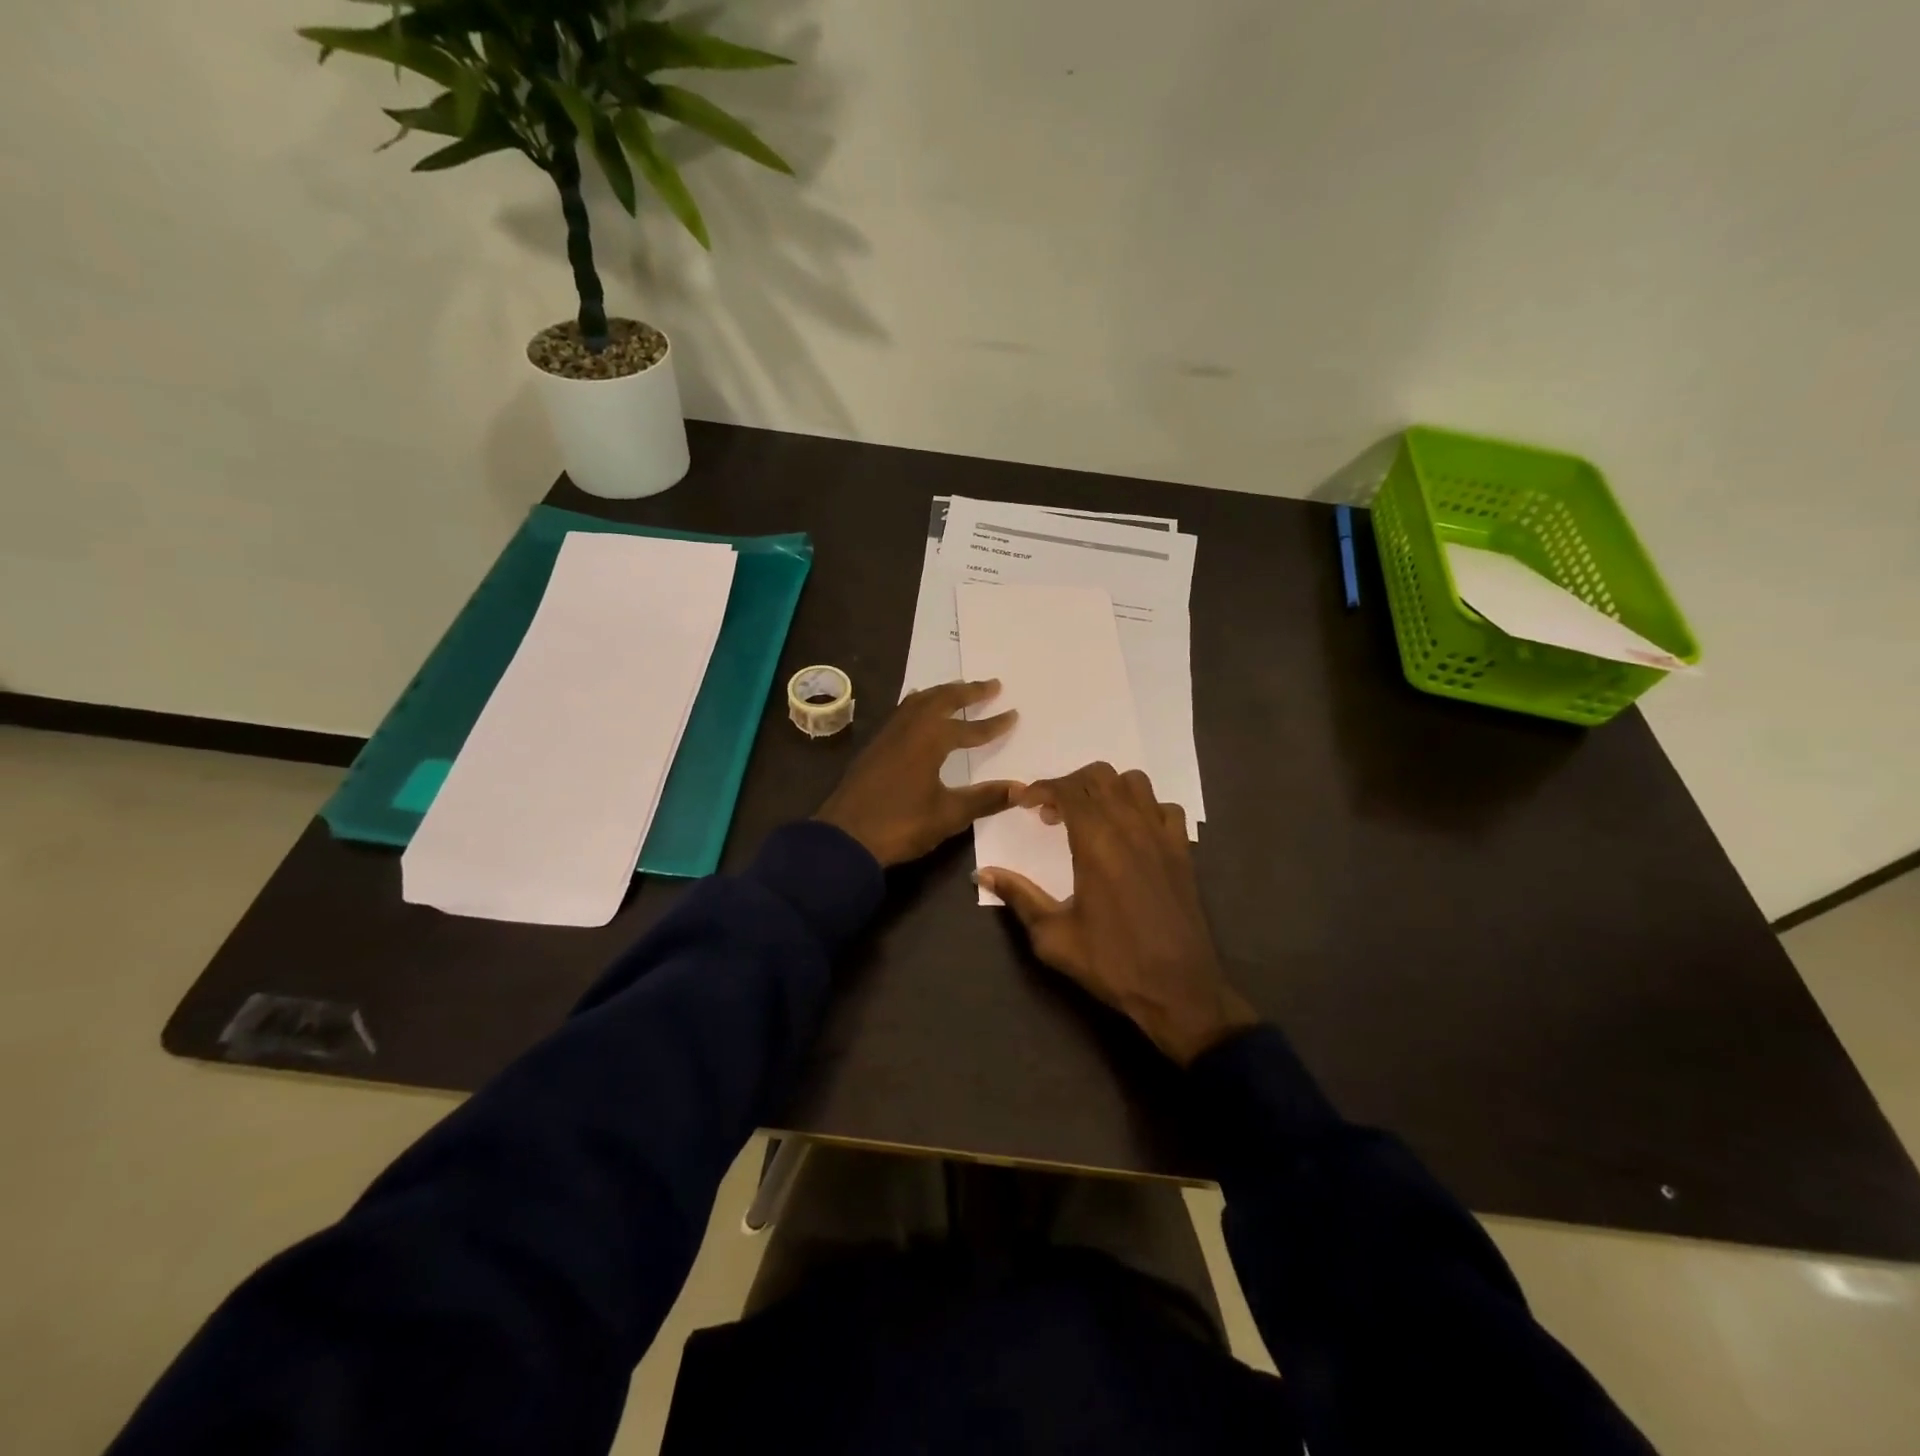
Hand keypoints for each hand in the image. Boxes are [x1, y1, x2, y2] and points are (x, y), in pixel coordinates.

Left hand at [813, 680, 1021, 867]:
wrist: (845, 838)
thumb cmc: (900, 824)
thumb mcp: (948, 815)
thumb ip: (985, 799)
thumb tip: (1021, 788)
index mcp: (930, 739)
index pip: (969, 728)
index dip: (993, 724)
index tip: (1013, 714)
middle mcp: (909, 728)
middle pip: (942, 699)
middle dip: (968, 692)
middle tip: (992, 685)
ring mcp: (888, 735)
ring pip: (918, 702)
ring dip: (942, 693)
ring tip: (958, 689)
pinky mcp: (874, 747)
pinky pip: (902, 712)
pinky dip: (919, 704)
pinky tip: (919, 711)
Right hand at [977, 763, 1257, 1065]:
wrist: (1178, 989)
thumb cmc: (1111, 962)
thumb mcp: (1053, 935)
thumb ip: (1018, 896)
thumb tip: (982, 874)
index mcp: (1096, 841)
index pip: (1066, 789)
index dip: (1040, 788)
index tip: (1022, 802)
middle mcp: (1130, 826)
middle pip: (1099, 777)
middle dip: (1069, 784)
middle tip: (1051, 813)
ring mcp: (1161, 835)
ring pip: (1134, 783)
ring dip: (1106, 789)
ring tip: (1090, 816)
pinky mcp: (1182, 850)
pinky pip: (1164, 808)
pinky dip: (1144, 808)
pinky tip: (1131, 832)